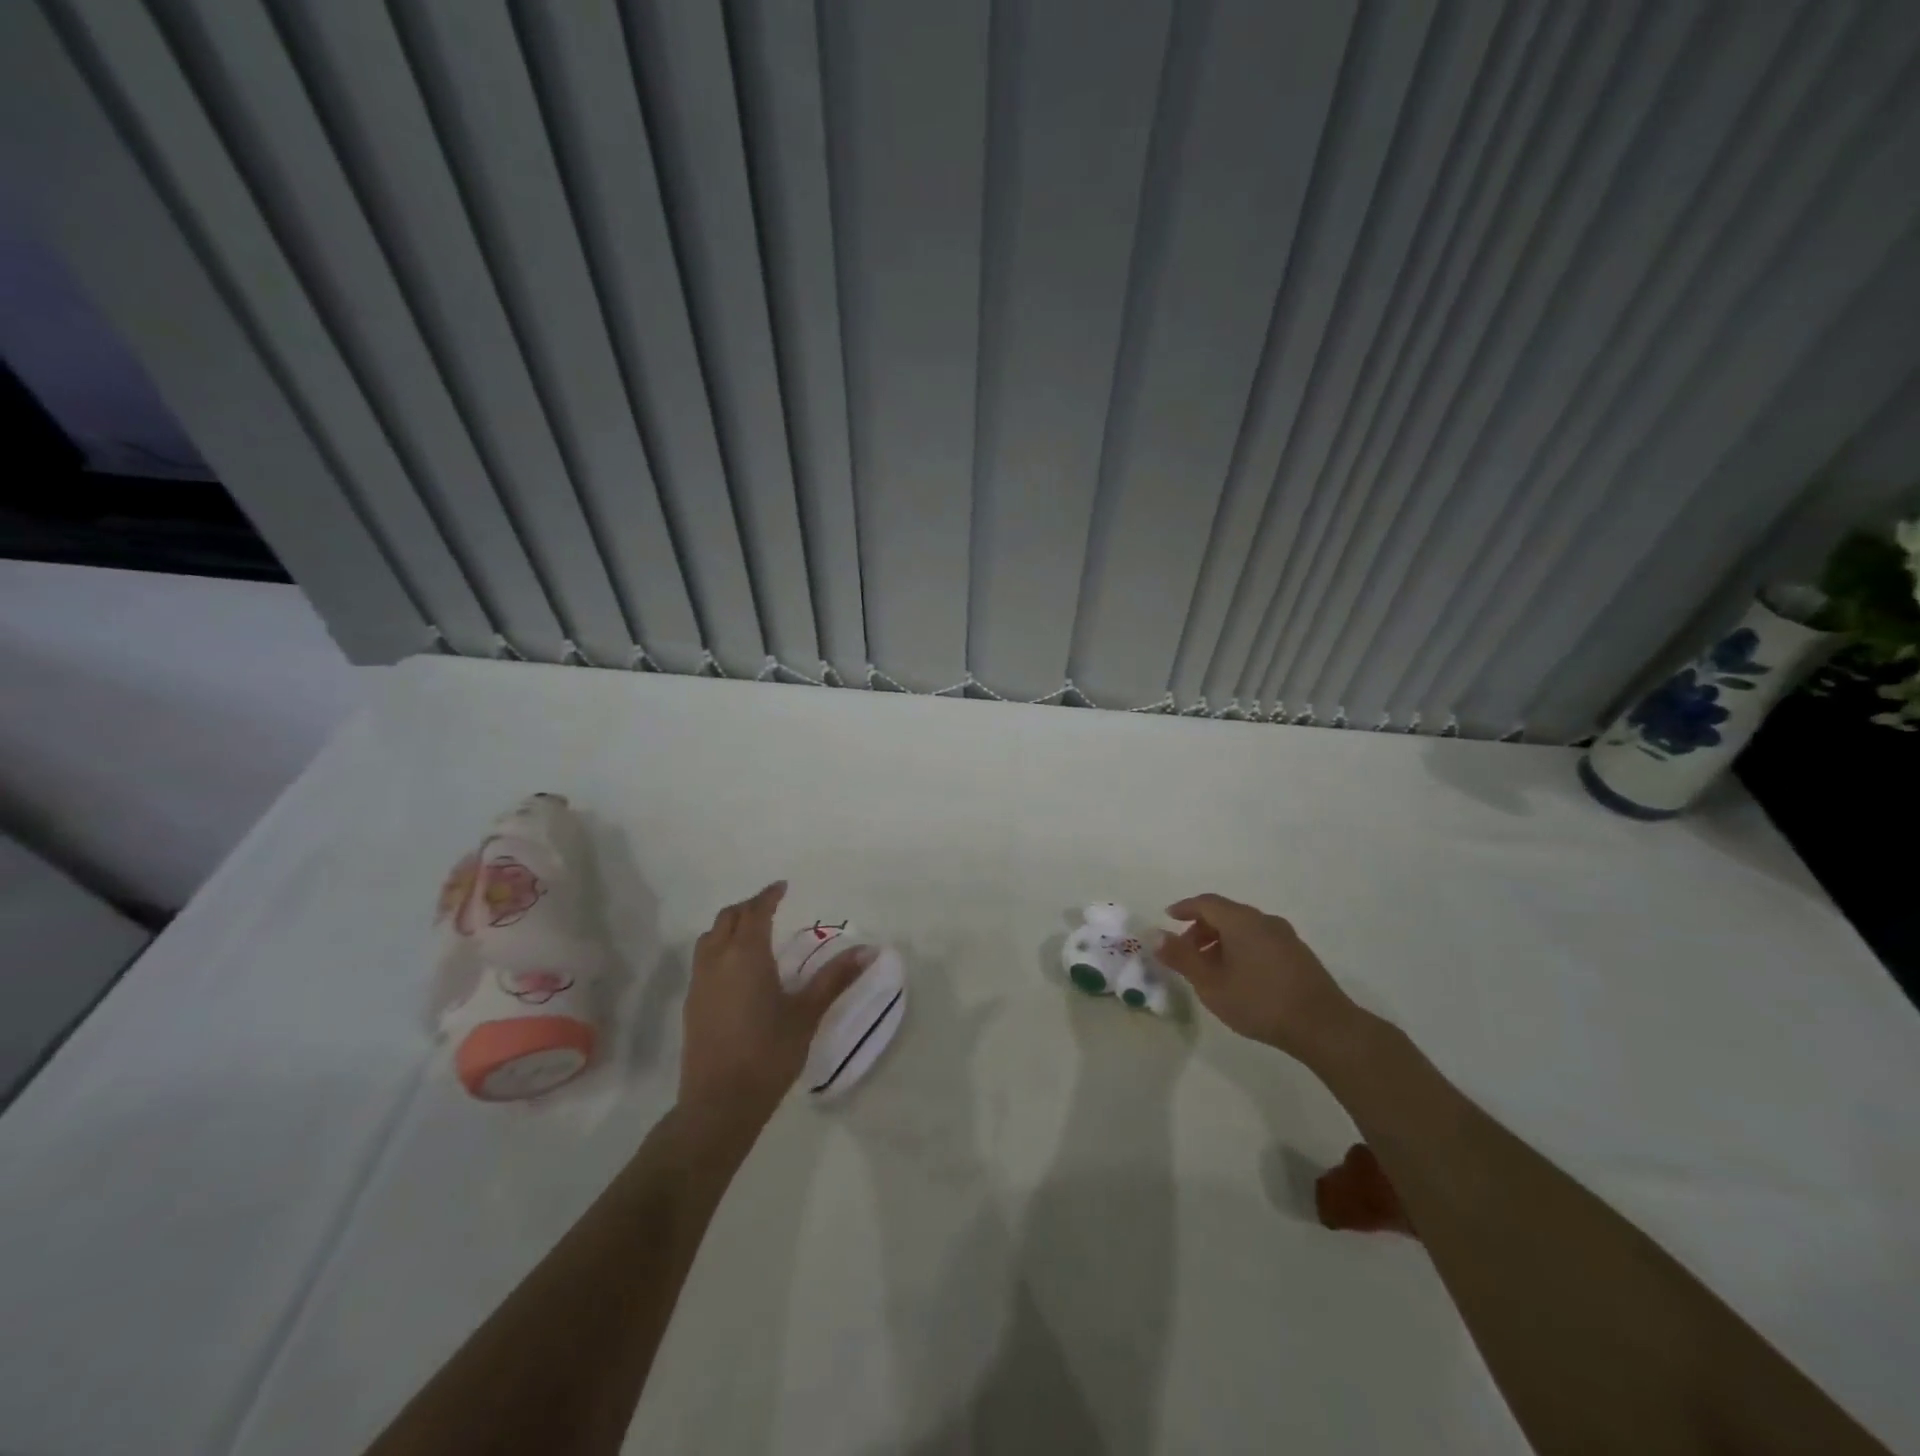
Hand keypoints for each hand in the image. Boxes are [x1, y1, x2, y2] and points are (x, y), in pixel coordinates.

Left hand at [679, 882, 873, 1131]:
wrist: (719, 1103)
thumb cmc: (768, 1053)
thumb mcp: (807, 1013)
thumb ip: (835, 978)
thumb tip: (868, 950)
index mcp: (747, 955)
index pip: (755, 911)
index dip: (768, 896)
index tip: (782, 887)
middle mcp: (717, 960)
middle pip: (728, 918)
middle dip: (748, 907)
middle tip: (770, 907)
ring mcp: (699, 983)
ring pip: (710, 937)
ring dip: (729, 926)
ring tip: (752, 933)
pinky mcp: (692, 1004)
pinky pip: (703, 959)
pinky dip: (719, 948)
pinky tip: (736, 969)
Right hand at [1156, 893, 1362, 1066]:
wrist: (1323, 1026)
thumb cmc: (1259, 1002)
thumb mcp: (1211, 984)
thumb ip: (1181, 958)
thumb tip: (1154, 935)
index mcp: (1241, 921)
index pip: (1206, 903)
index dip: (1184, 908)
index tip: (1168, 918)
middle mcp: (1264, 920)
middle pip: (1225, 914)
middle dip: (1201, 928)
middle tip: (1186, 951)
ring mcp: (1285, 937)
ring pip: (1244, 928)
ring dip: (1221, 940)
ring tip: (1210, 968)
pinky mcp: (1299, 954)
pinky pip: (1260, 940)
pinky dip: (1241, 948)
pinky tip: (1239, 975)